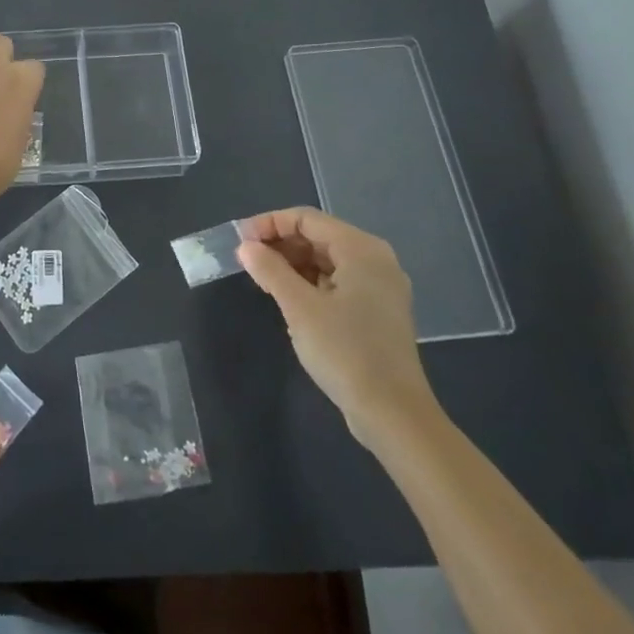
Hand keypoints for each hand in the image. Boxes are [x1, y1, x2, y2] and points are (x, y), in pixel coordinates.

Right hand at [237, 208, 438, 448]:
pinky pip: (337, 281)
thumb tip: (245, 247)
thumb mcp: (300, 308)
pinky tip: (288, 297)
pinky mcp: (377, 311)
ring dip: (293, 264)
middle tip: (247, 259)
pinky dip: (310, 282)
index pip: (307, 219)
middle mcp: (375, 259)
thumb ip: (270, 271)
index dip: (270, 224)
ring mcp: (379, 287)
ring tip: (261, 278)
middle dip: (281, 243)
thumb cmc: (345, 352)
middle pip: (318, 236)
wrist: (393, 415)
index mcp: (361, 249)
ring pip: (327, 260)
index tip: (240, 240)